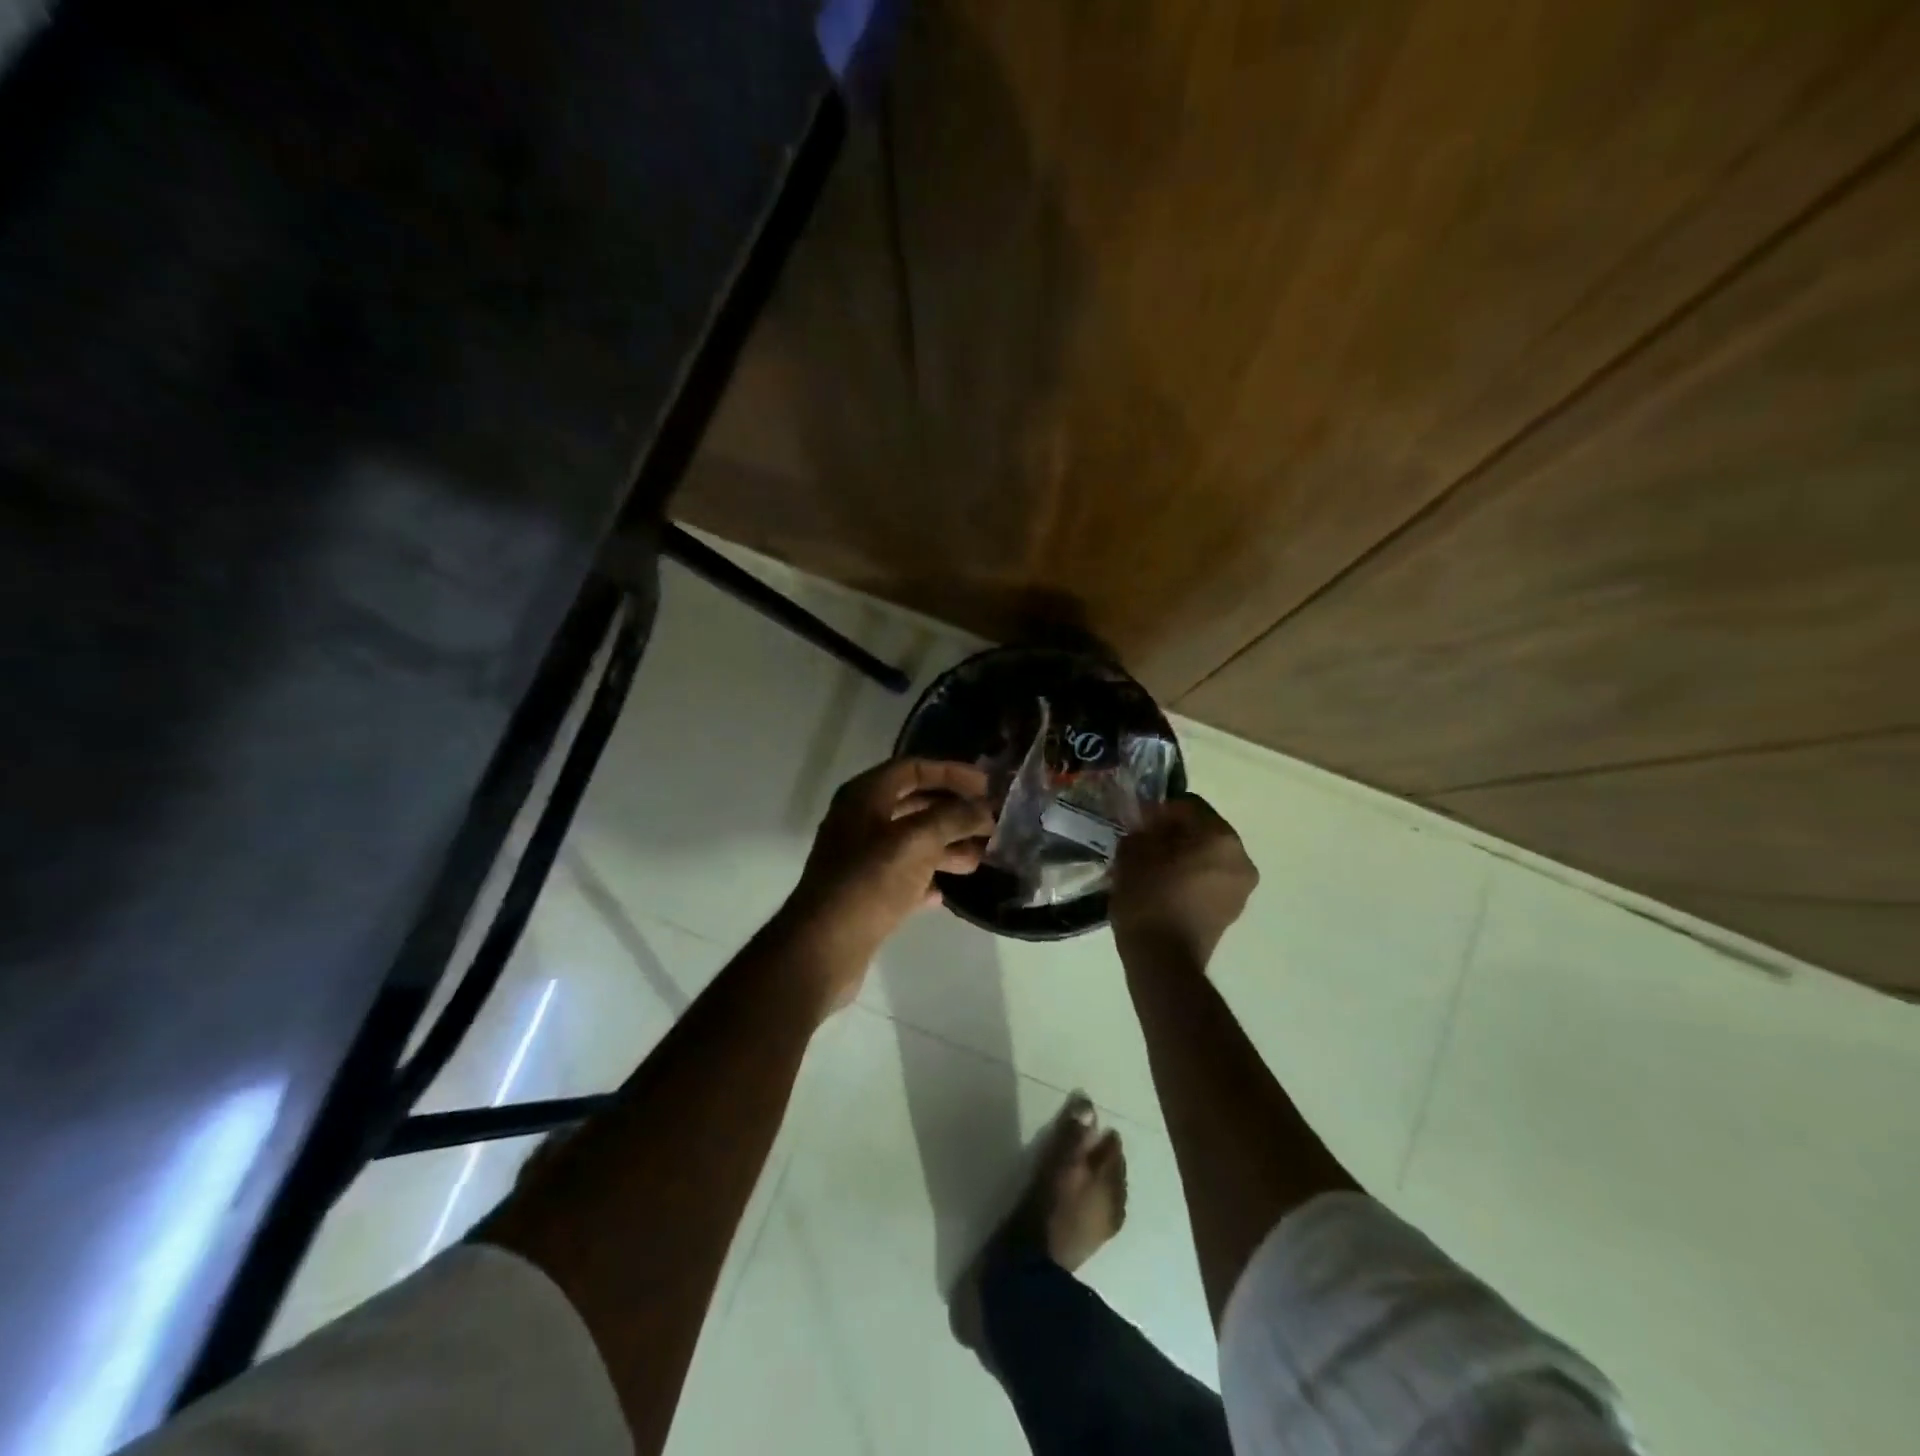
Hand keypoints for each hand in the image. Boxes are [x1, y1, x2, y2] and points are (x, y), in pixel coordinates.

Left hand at [780, 758, 994, 1001]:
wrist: (824, 946)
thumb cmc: (870, 881)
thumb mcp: (917, 841)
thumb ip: (954, 819)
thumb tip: (984, 809)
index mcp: (865, 796)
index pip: (913, 768)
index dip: (951, 773)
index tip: (986, 786)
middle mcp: (860, 821)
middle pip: (915, 804)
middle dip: (954, 813)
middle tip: (990, 823)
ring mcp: (860, 858)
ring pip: (912, 842)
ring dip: (947, 846)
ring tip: (981, 858)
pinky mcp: (865, 892)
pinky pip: (903, 875)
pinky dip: (926, 878)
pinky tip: (947, 891)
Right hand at [1110, 795, 1257, 968]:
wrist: (1163, 960)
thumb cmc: (1148, 898)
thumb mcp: (1133, 853)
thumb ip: (1143, 830)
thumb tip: (1150, 828)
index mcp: (1220, 837)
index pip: (1188, 805)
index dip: (1159, 810)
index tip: (1138, 823)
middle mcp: (1240, 857)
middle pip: (1203, 830)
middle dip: (1174, 833)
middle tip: (1144, 843)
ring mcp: (1241, 887)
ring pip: (1208, 856)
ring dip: (1183, 856)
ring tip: (1153, 868)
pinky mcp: (1233, 910)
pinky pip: (1210, 880)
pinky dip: (1191, 877)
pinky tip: (1165, 888)